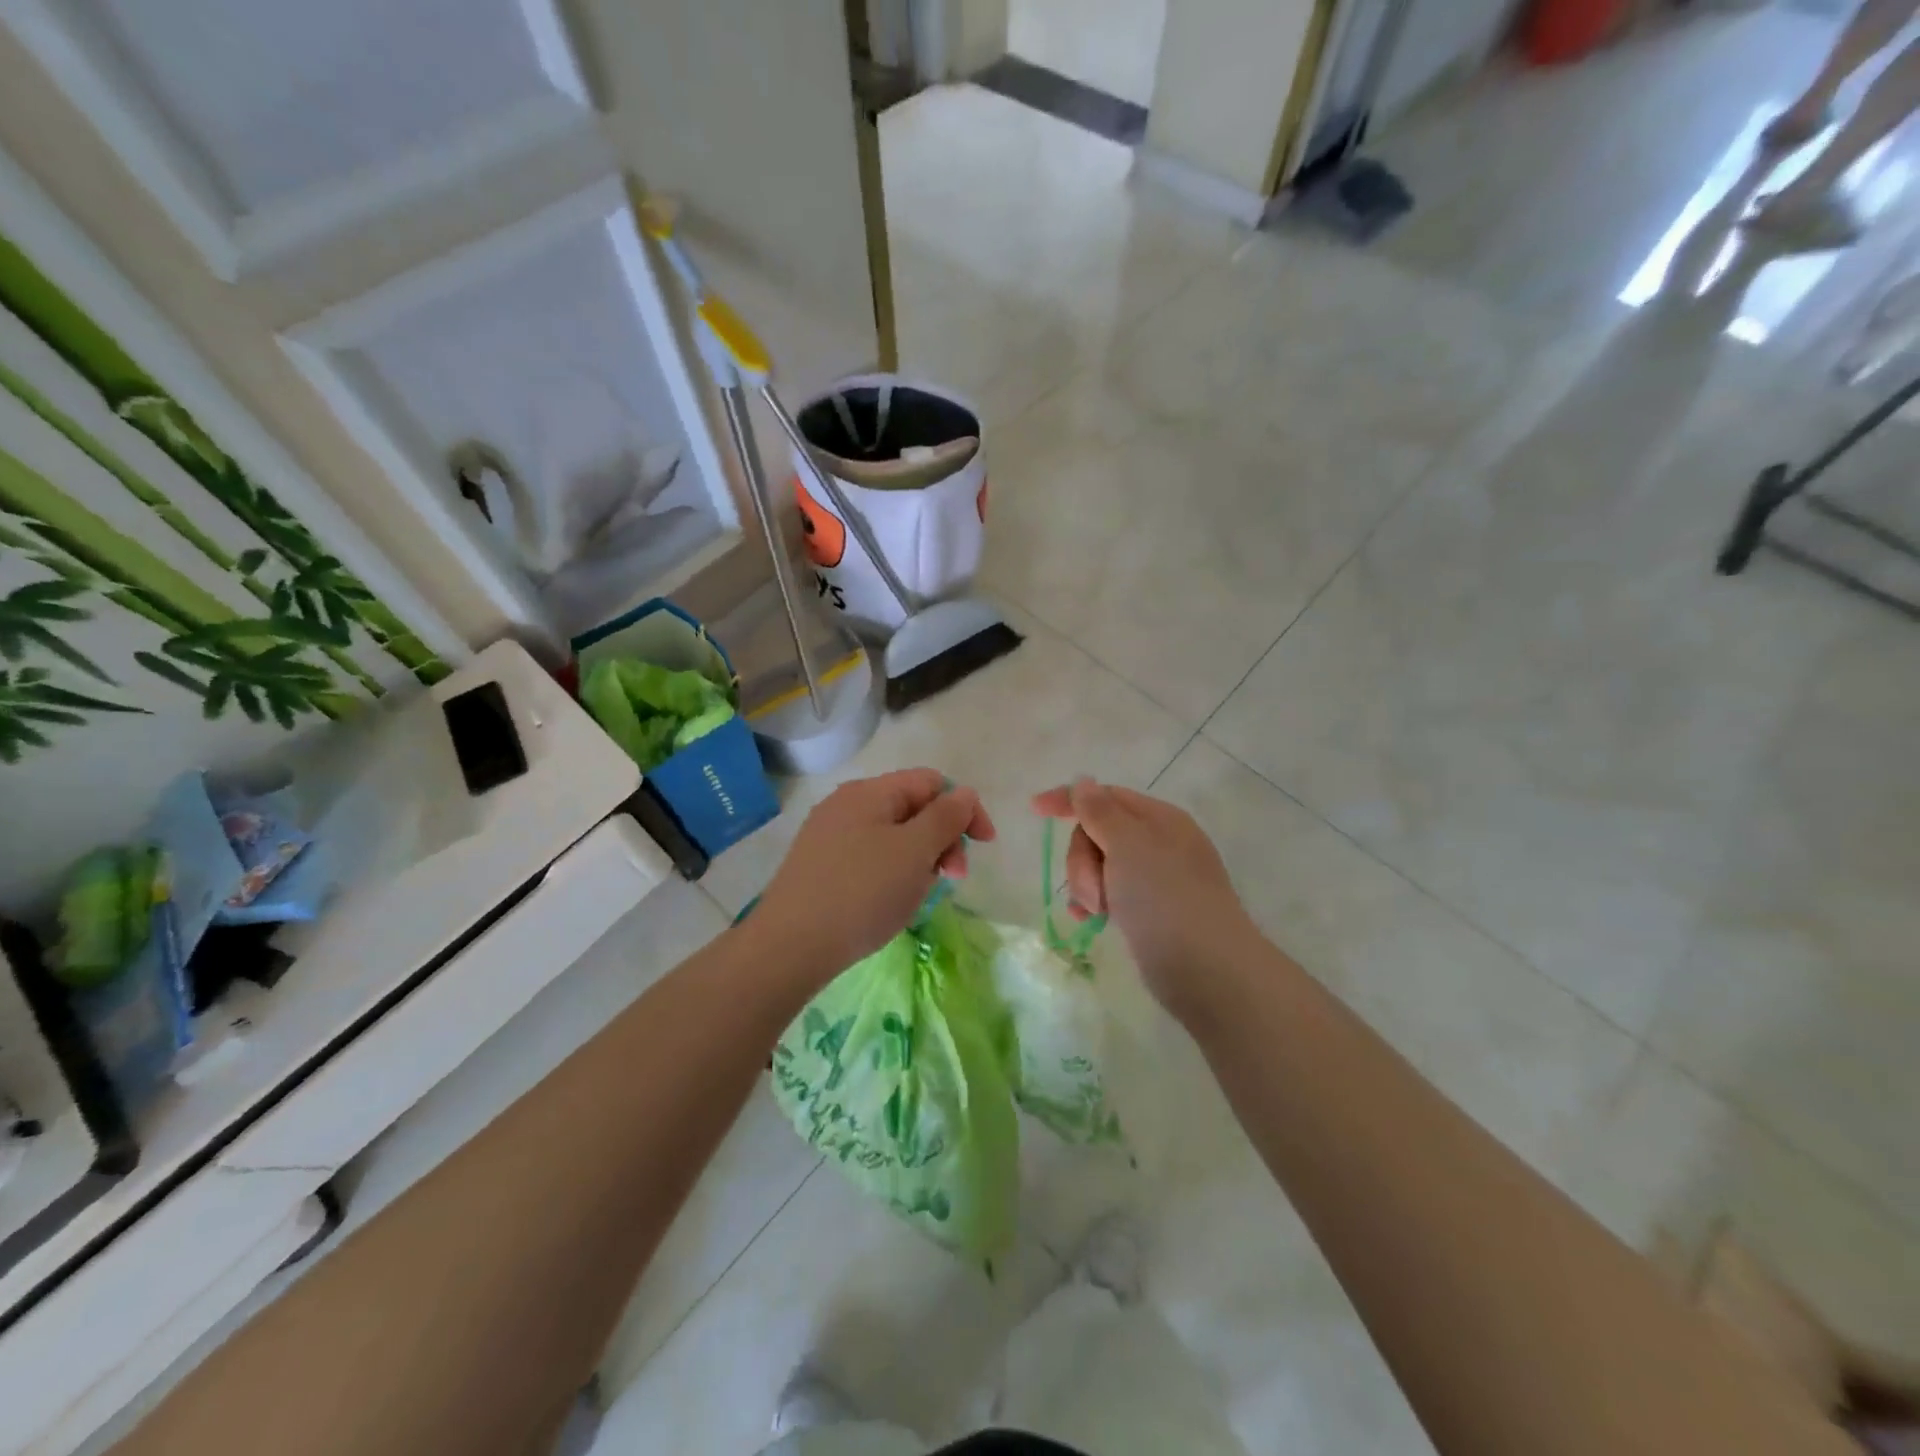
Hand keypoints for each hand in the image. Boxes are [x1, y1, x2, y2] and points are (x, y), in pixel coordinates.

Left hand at [754, 769, 995, 979]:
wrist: (789, 947)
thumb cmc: (862, 892)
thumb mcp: (914, 851)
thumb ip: (945, 817)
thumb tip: (964, 793)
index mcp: (870, 792)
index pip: (931, 782)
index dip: (964, 808)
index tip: (983, 846)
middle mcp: (847, 805)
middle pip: (913, 808)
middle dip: (942, 838)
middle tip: (952, 878)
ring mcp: (829, 836)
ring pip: (893, 836)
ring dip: (919, 859)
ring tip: (918, 895)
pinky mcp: (821, 866)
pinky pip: (871, 857)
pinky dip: (892, 873)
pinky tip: (890, 902)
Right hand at [1032, 778, 1257, 1022]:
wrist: (1206, 969)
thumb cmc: (1164, 898)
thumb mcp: (1128, 845)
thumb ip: (1100, 812)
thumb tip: (1084, 781)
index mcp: (1159, 819)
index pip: (1106, 796)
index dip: (1069, 799)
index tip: (1034, 810)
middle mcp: (1159, 843)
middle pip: (1098, 832)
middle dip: (1083, 857)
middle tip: (1093, 887)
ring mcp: (1155, 879)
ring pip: (1100, 866)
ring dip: (1087, 883)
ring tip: (1095, 910)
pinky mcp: (1149, 912)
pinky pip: (1110, 894)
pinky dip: (1095, 902)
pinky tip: (1090, 920)